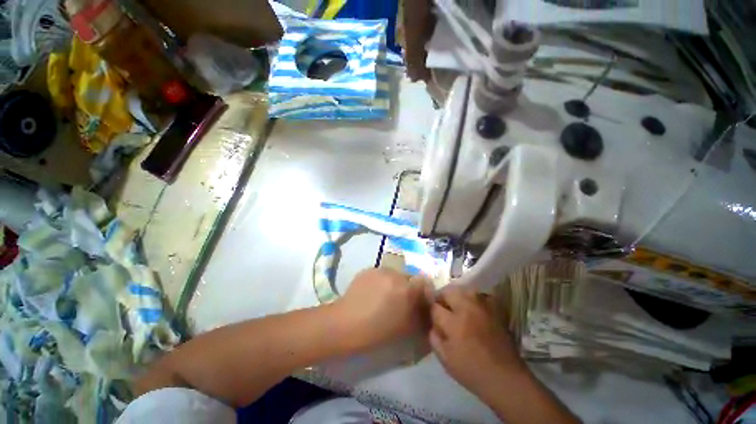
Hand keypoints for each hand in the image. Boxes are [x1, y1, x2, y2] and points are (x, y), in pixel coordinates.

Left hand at [335, 268, 430, 350]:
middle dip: (406, 288)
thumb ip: (420, 314)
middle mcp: (395, 274)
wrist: (346, 324)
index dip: (422, 291)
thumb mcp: (406, 327)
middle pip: (408, 278)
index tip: (417, 301)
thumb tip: (426, 306)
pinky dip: (380, 281)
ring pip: (394, 275)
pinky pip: (380, 274)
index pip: (424, 282)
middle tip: (398, 302)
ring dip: (393, 284)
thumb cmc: (378, 331)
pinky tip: (371, 294)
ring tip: (382, 297)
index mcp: (407, 289)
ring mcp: (380, 270)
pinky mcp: (368, 270)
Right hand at [430, 285, 526, 399]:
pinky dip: (472, 299)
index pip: (435, 307)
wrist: (506, 377)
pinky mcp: (494, 309)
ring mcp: (483, 307)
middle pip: (449, 291)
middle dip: (442, 298)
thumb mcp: (445, 359)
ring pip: (464, 290)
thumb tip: (432, 323)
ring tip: (456, 308)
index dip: (432, 312)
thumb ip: (434, 337)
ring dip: (457, 297)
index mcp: (455, 323)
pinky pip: (479, 296)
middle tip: (443, 310)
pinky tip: (472, 310)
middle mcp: (468, 309)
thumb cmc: (472, 371)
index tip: (433, 318)